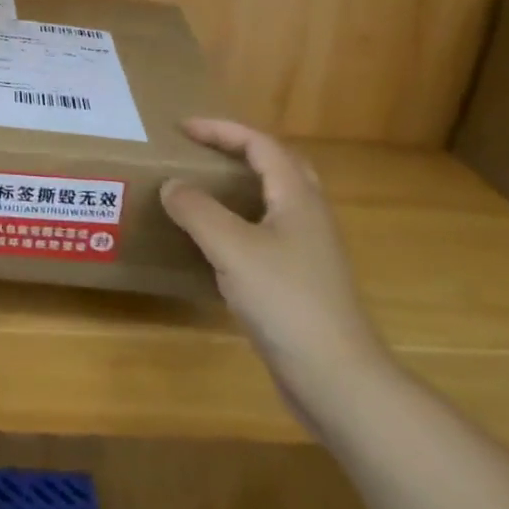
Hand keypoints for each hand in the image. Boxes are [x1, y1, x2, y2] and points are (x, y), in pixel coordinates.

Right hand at [161, 120, 391, 416]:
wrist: (336, 378)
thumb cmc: (286, 301)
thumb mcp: (232, 248)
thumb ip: (197, 210)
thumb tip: (172, 185)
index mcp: (297, 197)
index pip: (261, 144)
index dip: (222, 130)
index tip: (183, 129)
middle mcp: (308, 216)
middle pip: (277, 165)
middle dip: (238, 150)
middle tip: (201, 151)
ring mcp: (309, 251)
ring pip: (274, 201)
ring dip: (241, 186)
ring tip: (204, 190)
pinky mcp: (301, 281)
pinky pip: (267, 234)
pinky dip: (240, 222)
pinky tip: (217, 244)